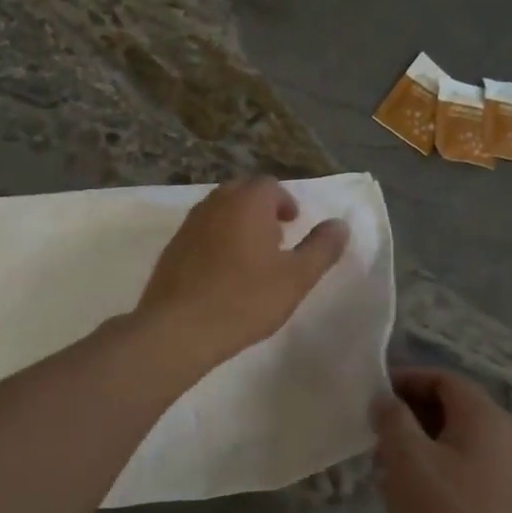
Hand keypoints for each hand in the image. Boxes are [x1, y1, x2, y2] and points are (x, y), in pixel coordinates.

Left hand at [136, 177, 349, 369]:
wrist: (180, 327)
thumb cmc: (245, 299)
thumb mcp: (296, 277)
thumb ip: (321, 248)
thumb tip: (340, 224)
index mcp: (247, 202)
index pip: (270, 185)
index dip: (285, 202)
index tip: (293, 225)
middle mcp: (215, 203)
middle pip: (242, 193)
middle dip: (261, 208)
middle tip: (275, 237)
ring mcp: (189, 224)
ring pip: (219, 211)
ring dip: (237, 223)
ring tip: (251, 256)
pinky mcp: (171, 248)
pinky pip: (201, 232)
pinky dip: (216, 240)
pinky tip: (222, 273)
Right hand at [374, 368, 511, 512]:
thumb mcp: (406, 457)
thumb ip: (392, 417)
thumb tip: (385, 400)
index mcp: (484, 416)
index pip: (443, 378)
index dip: (406, 378)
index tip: (372, 393)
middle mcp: (498, 435)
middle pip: (447, 404)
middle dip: (406, 410)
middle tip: (371, 426)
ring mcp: (497, 467)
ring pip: (447, 436)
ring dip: (412, 438)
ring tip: (379, 457)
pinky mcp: (489, 496)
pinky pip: (453, 462)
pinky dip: (425, 463)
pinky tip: (398, 485)